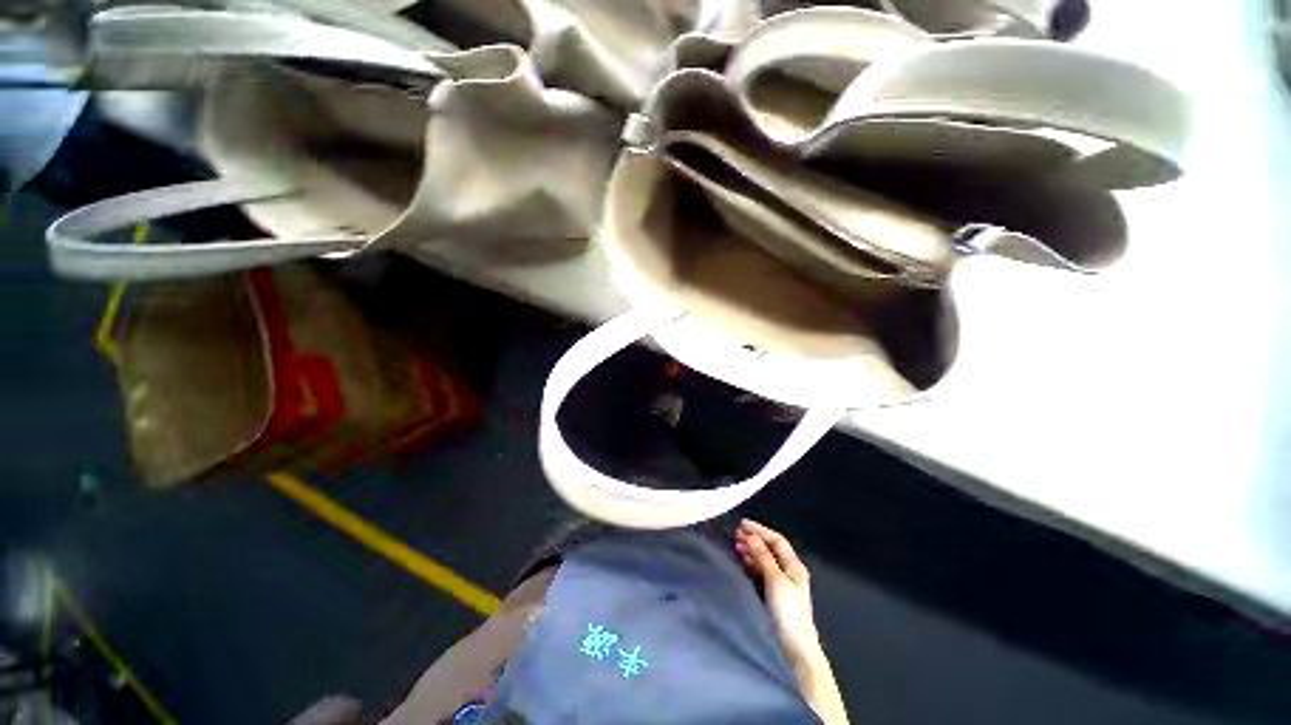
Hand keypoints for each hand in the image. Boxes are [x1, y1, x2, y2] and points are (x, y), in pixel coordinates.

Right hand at [736, 520, 849, 724]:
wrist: (796, 648)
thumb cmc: (788, 612)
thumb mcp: (775, 581)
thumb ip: (763, 557)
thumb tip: (752, 536)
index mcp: (795, 566)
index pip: (777, 540)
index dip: (760, 530)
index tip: (742, 524)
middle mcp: (790, 571)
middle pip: (771, 549)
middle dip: (755, 539)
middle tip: (736, 534)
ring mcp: (783, 584)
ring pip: (766, 559)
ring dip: (752, 550)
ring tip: (737, 545)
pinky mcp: (776, 595)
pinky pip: (762, 571)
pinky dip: (753, 563)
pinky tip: (743, 561)